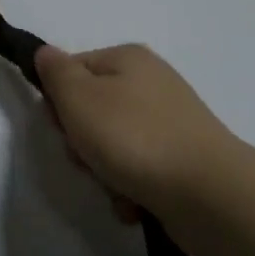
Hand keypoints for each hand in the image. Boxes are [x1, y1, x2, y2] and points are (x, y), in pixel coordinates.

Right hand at [34, 43, 253, 250]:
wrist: (209, 193)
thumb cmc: (134, 138)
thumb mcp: (79, 98)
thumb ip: (56, 72)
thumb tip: (45, 53)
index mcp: (128, 58)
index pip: (72, 70)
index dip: (58, 100)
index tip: (61, 126)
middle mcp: (151, 83)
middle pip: (91, 109)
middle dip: (81, 141)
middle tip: (87, 157)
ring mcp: (170, 122)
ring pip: (111, 144)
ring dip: (103, 171)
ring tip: (116, 186)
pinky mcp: (181, 159)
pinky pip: (138, 170)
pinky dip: (130, 188)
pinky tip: (135, 202)